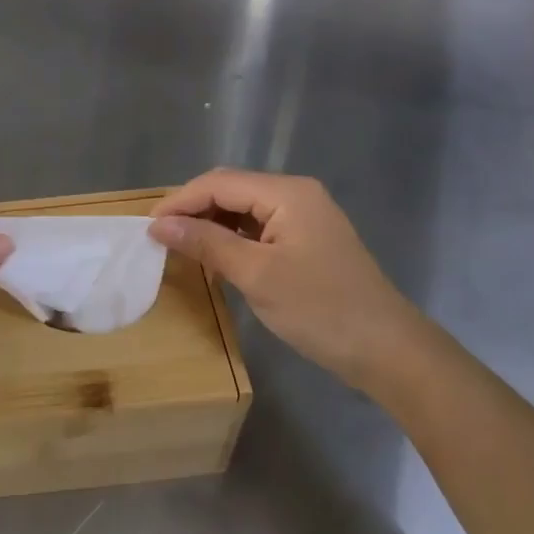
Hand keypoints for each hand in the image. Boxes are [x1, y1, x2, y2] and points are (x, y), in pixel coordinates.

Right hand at [148, 170, 422, 390]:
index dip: (179, 202)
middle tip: (161, 238)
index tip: (147, 228)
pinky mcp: (307, 240)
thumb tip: (159, 225)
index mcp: (286, 193)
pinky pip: (259, 227)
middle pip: (231, 190)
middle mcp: (296, 194)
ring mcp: (304, 216)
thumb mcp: (256, 275)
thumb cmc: (320, 309)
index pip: (218, 183)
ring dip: (211, 224)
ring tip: (182, 248)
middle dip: (193, 209)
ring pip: (243, 209)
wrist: (386, 350)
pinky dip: (232, 238)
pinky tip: (216, 257)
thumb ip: (206, 243)